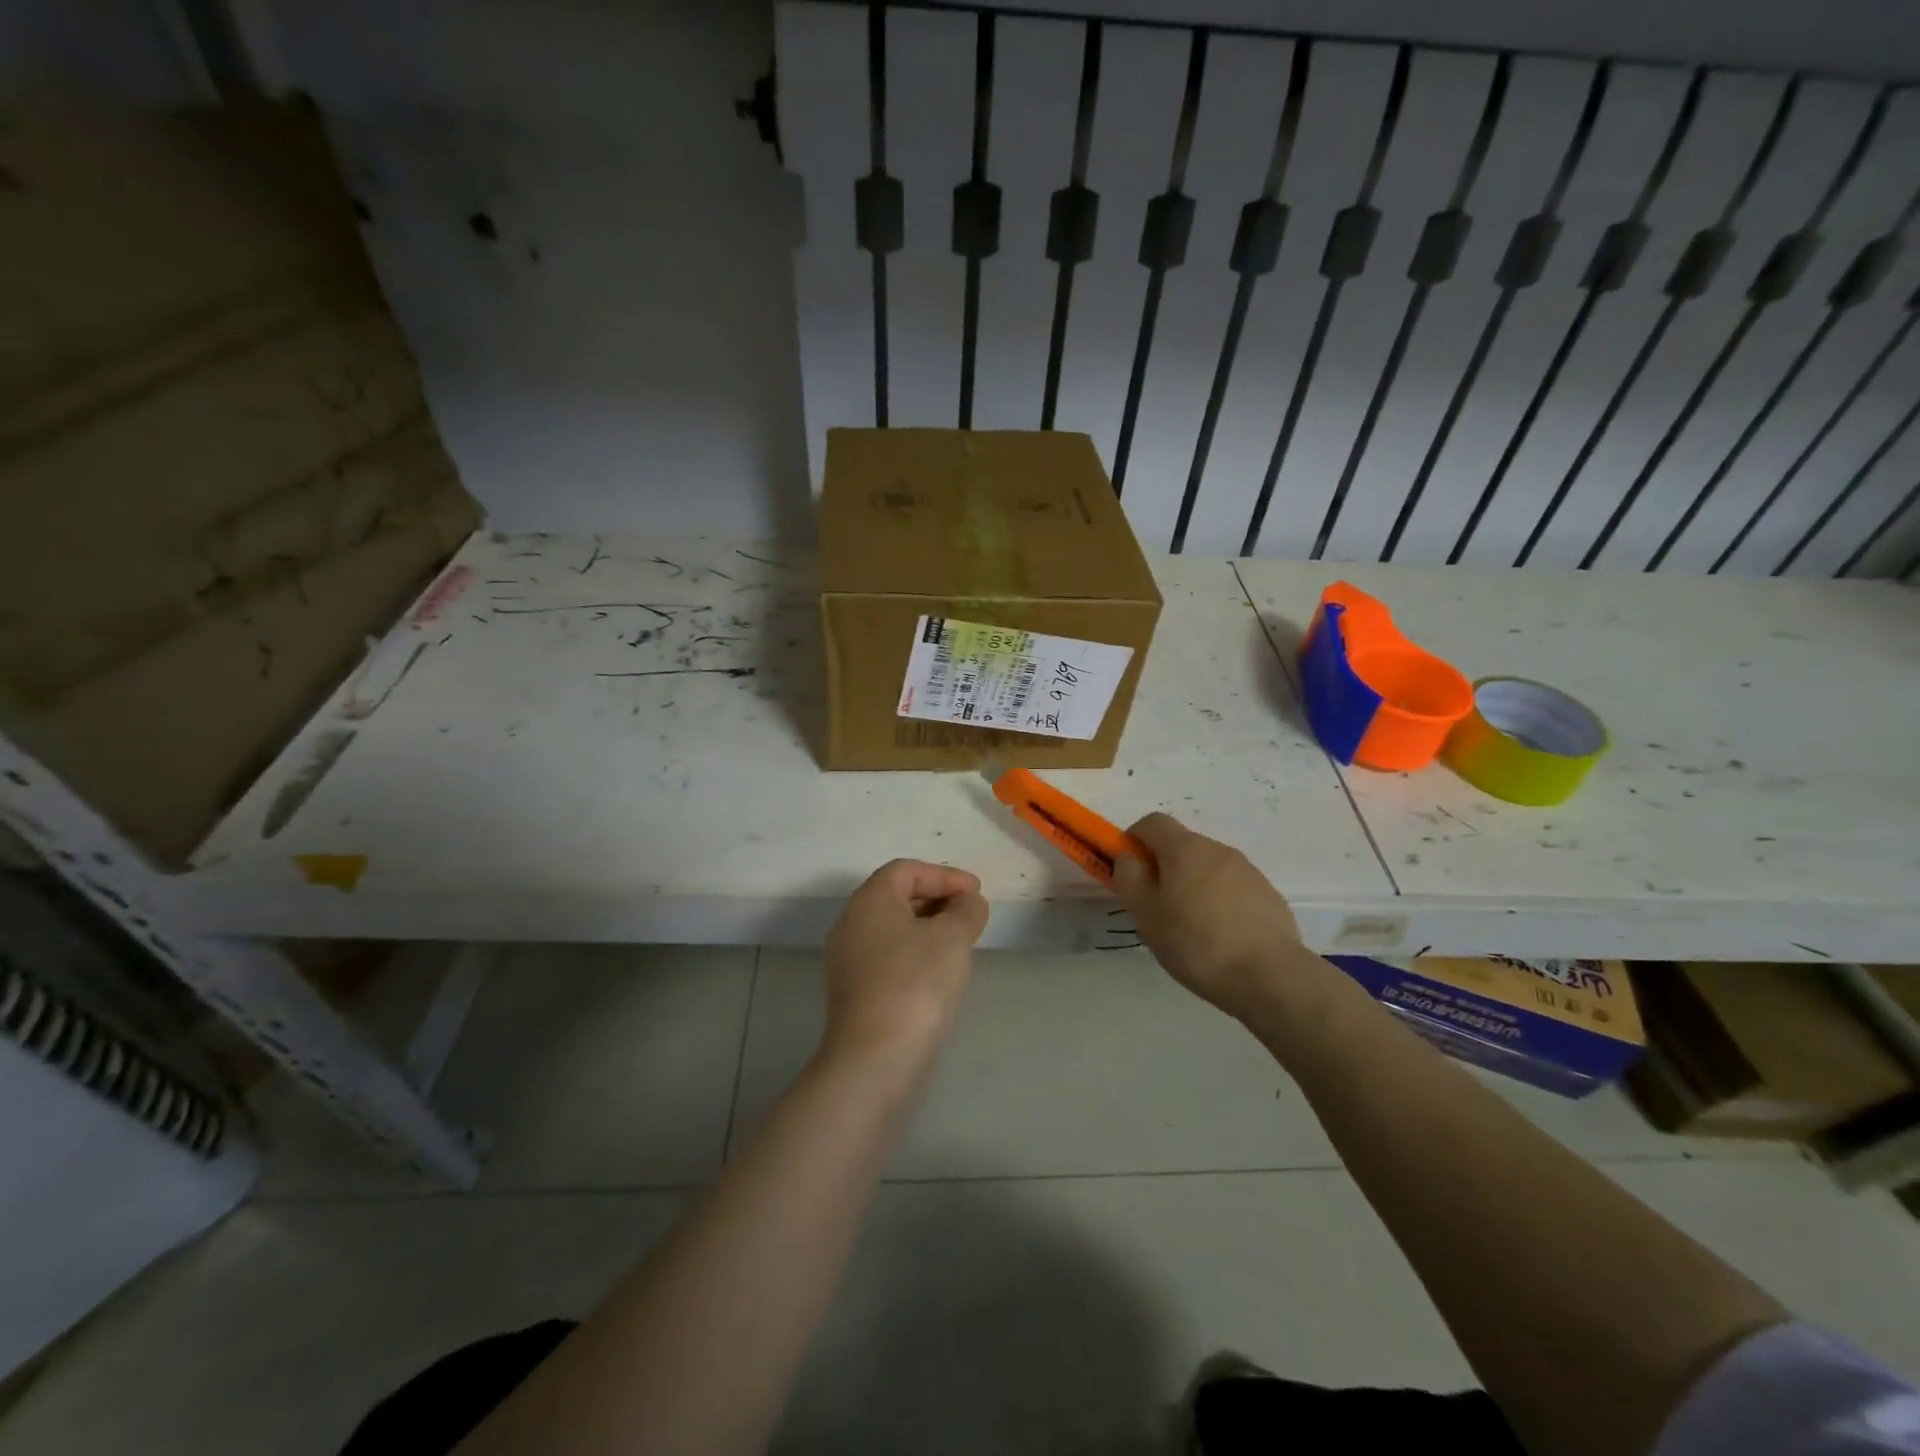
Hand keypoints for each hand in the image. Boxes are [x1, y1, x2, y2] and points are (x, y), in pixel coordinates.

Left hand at [820, 859, 989, 1068]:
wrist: (875, 1060)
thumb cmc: (915, 984)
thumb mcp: (953, 938)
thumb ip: (966, 911)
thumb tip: (968, 902)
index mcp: (869, 900)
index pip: (907, 870)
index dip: (944, 875)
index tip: (976, 892)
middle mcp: (850, 923)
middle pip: (896, 896)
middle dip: (937, 899)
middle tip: (971, 914)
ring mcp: (847, 960)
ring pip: (892, 928)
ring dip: (928, 928)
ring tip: (961, 942)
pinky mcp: (853, 991)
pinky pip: (888, 956)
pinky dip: (915, 953)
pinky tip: (940, 972)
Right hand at [1112, 813, 1311, 1023]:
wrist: (1270, 976)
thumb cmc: (1195, 942)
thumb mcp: (1145, 913)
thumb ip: (1129, 877)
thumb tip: (1129, 857)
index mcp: (1185, 848)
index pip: (1152, 822)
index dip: (1133, 840)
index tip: (1129, 872)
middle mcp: (1218, 849)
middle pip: (1181, 846)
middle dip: (1163, 868)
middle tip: (1155, 908)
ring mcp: (1248, 871)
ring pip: (1207, 869)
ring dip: (1192, 887)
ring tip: (1189, 930)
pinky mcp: (1268, 896)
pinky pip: (1232, 890)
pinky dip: (1219, 904)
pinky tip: (1220, 939)